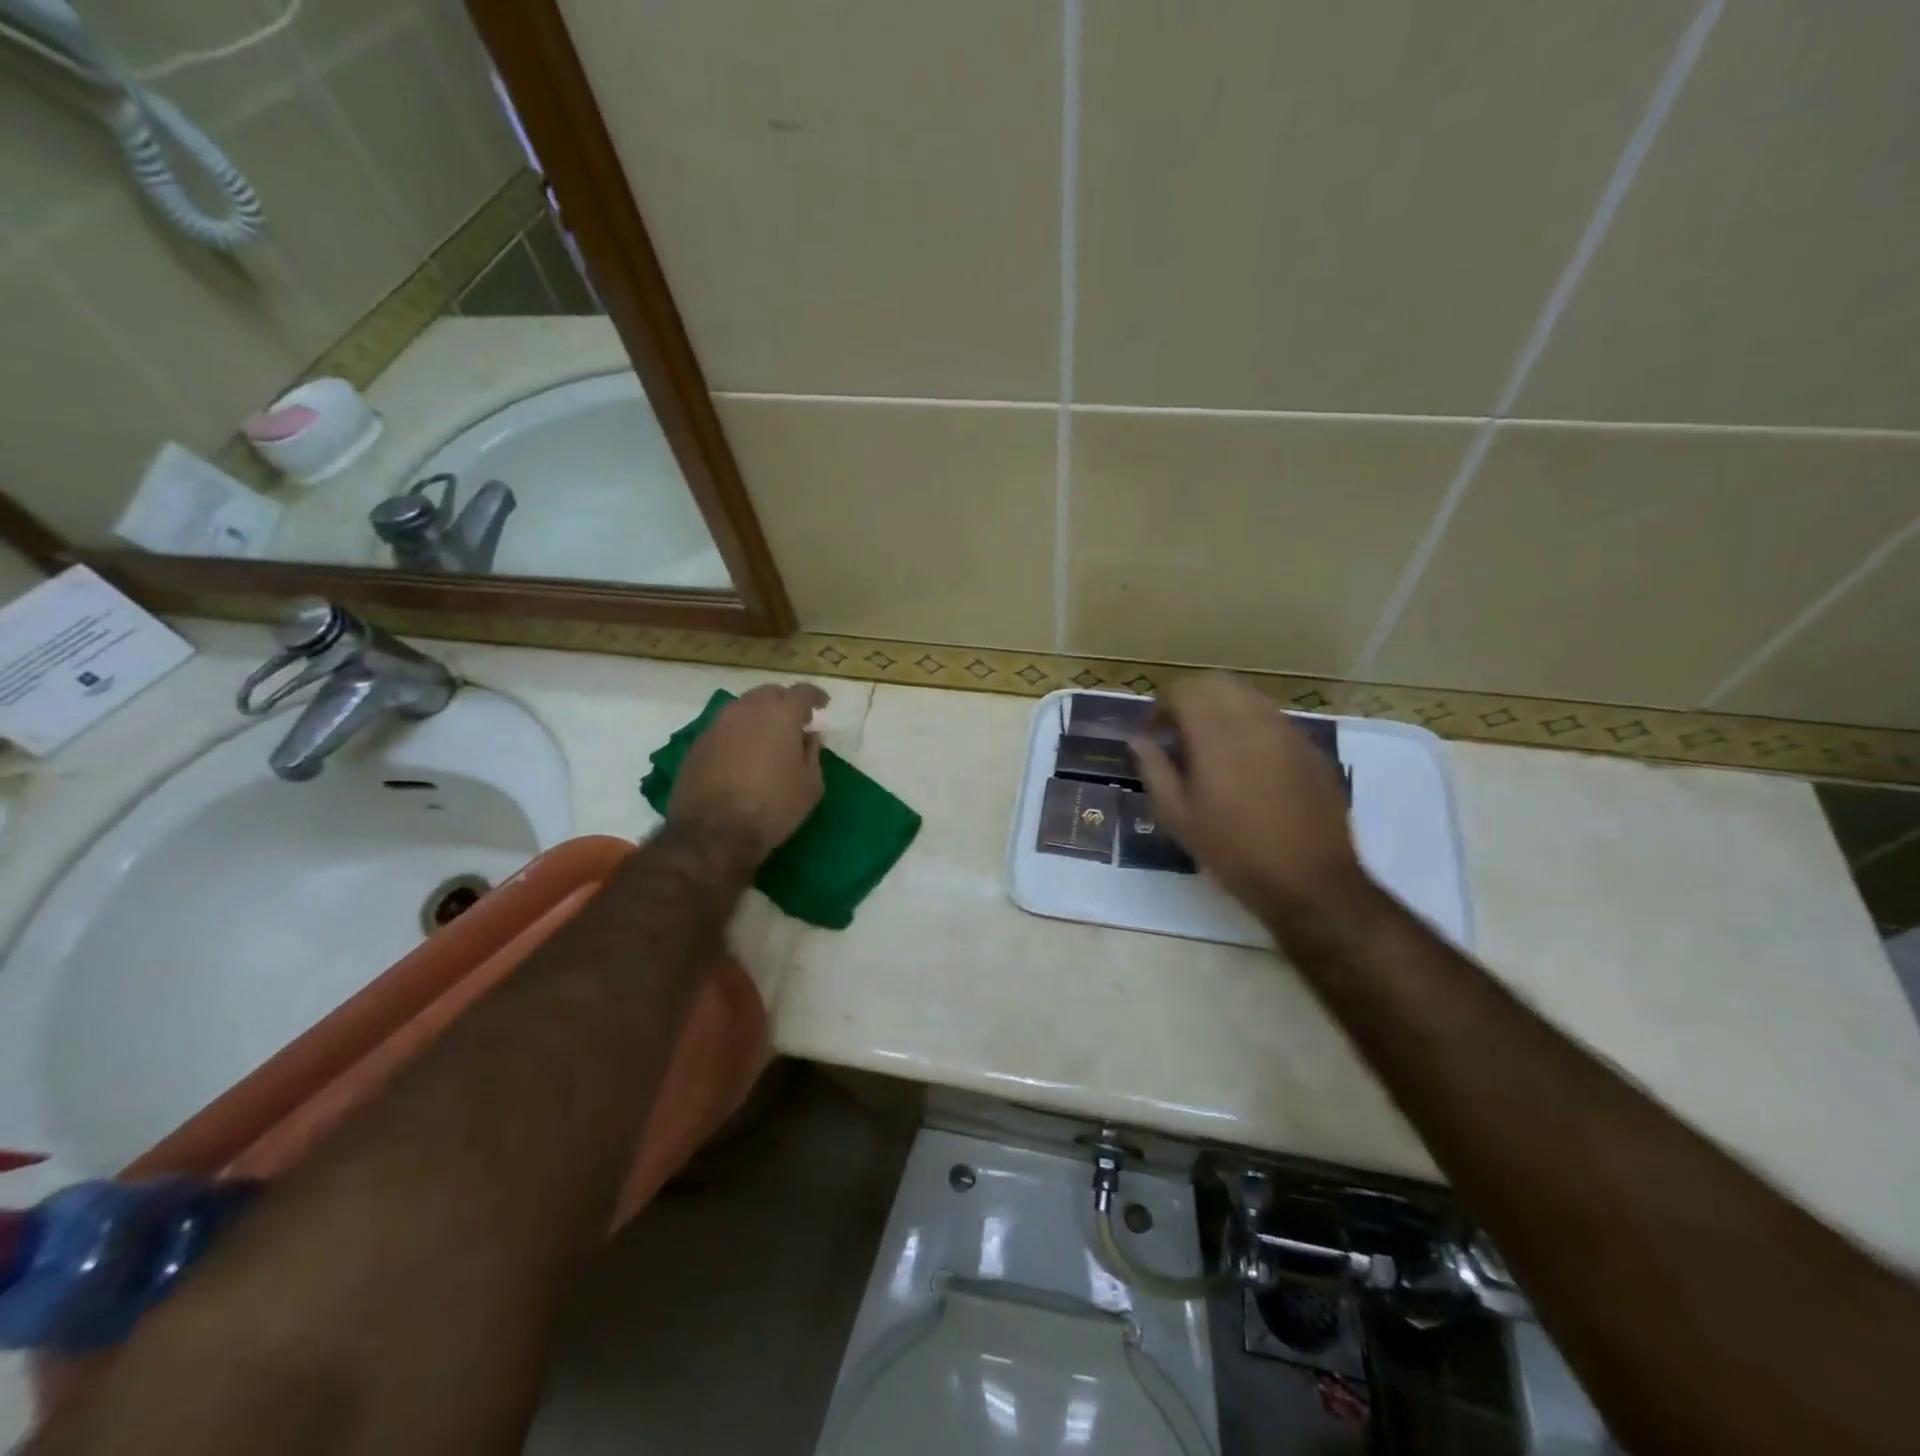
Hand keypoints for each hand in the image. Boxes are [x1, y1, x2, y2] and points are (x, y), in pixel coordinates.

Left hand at [669, 683, 828, 868]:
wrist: (714, 832)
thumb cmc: (773, 807)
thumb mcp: (810, 785)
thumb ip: (812, 753)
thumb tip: (809, 735)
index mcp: (780, 715)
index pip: (802, 692)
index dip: (815, 696)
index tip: (822, 704)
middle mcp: (747, 710)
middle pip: (769, 693)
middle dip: (785, 703)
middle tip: (795, 722)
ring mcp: (718, 724)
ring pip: (743, 708)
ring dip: (759, 716)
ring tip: (768, 737)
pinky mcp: (698, 743)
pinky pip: (725, 727)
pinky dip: (738, 733)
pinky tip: (743, 754)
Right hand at [1132, 673, 1369, 925]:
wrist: (1309, 881)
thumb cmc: (1233, 851)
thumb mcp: (1179, 816)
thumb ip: (1155, 770)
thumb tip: (1139, 740)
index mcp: (1216, 735)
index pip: (1184, 691)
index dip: (1162, 706)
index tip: (1153, 732)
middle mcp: (1254, 721)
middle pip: (1218, 684)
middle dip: (1192, 699)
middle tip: (1178, 732)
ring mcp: (1288, 733)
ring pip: (1249, 698)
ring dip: (1223, 710)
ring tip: (1211, 746)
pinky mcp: (1311, 750)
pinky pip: (1274, 721)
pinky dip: (1251, 727)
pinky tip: (1247, 764)